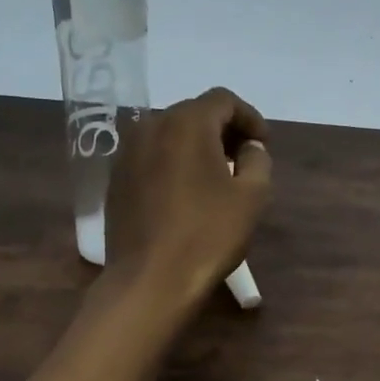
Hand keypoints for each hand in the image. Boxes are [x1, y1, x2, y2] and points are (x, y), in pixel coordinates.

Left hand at [105, 88, 270, 305]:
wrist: (150, 280)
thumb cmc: (208, 235)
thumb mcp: (252, 197)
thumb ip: (258, 161)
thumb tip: (249, 148)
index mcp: (187, 123)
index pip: (223, 100)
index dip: (249, 117)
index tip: (263, 145)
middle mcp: (151, 127)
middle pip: (194, 114)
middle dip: (222, 131)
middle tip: (243, 160)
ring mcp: (127, 153)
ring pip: (169, 136)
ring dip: (196, 148)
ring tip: (216, 178)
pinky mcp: (116, 180)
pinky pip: (152, 158)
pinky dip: (173, 165)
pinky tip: (186, 195)